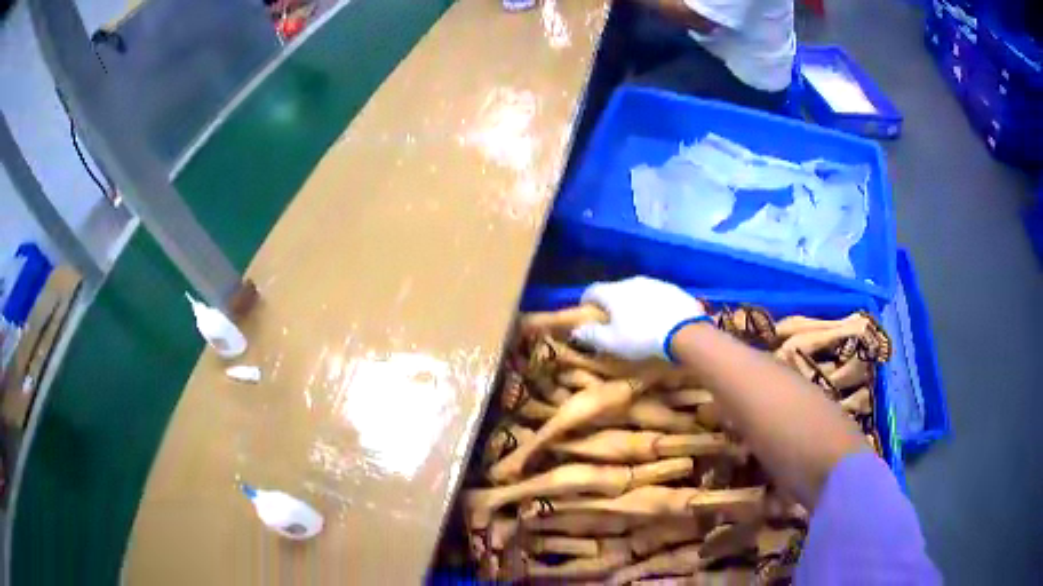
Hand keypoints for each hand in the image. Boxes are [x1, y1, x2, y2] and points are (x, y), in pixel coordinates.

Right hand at [571, 276, 706, 360]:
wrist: (686, 331)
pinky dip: (653, 304)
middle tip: (614, 322)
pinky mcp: (674, 289)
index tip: (588, 315)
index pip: (592, 290)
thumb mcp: (612, 343)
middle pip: (615, 290)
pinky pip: (657, 295)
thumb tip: (577, 330)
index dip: (586, 302)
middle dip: (611, 303)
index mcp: (613, 292)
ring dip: (634, 303)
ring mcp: (655, 283)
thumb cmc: (642, 338)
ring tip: (639, 321)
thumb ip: (591, 335)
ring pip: (638, 291)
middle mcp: (632, 281)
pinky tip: (660, 319)